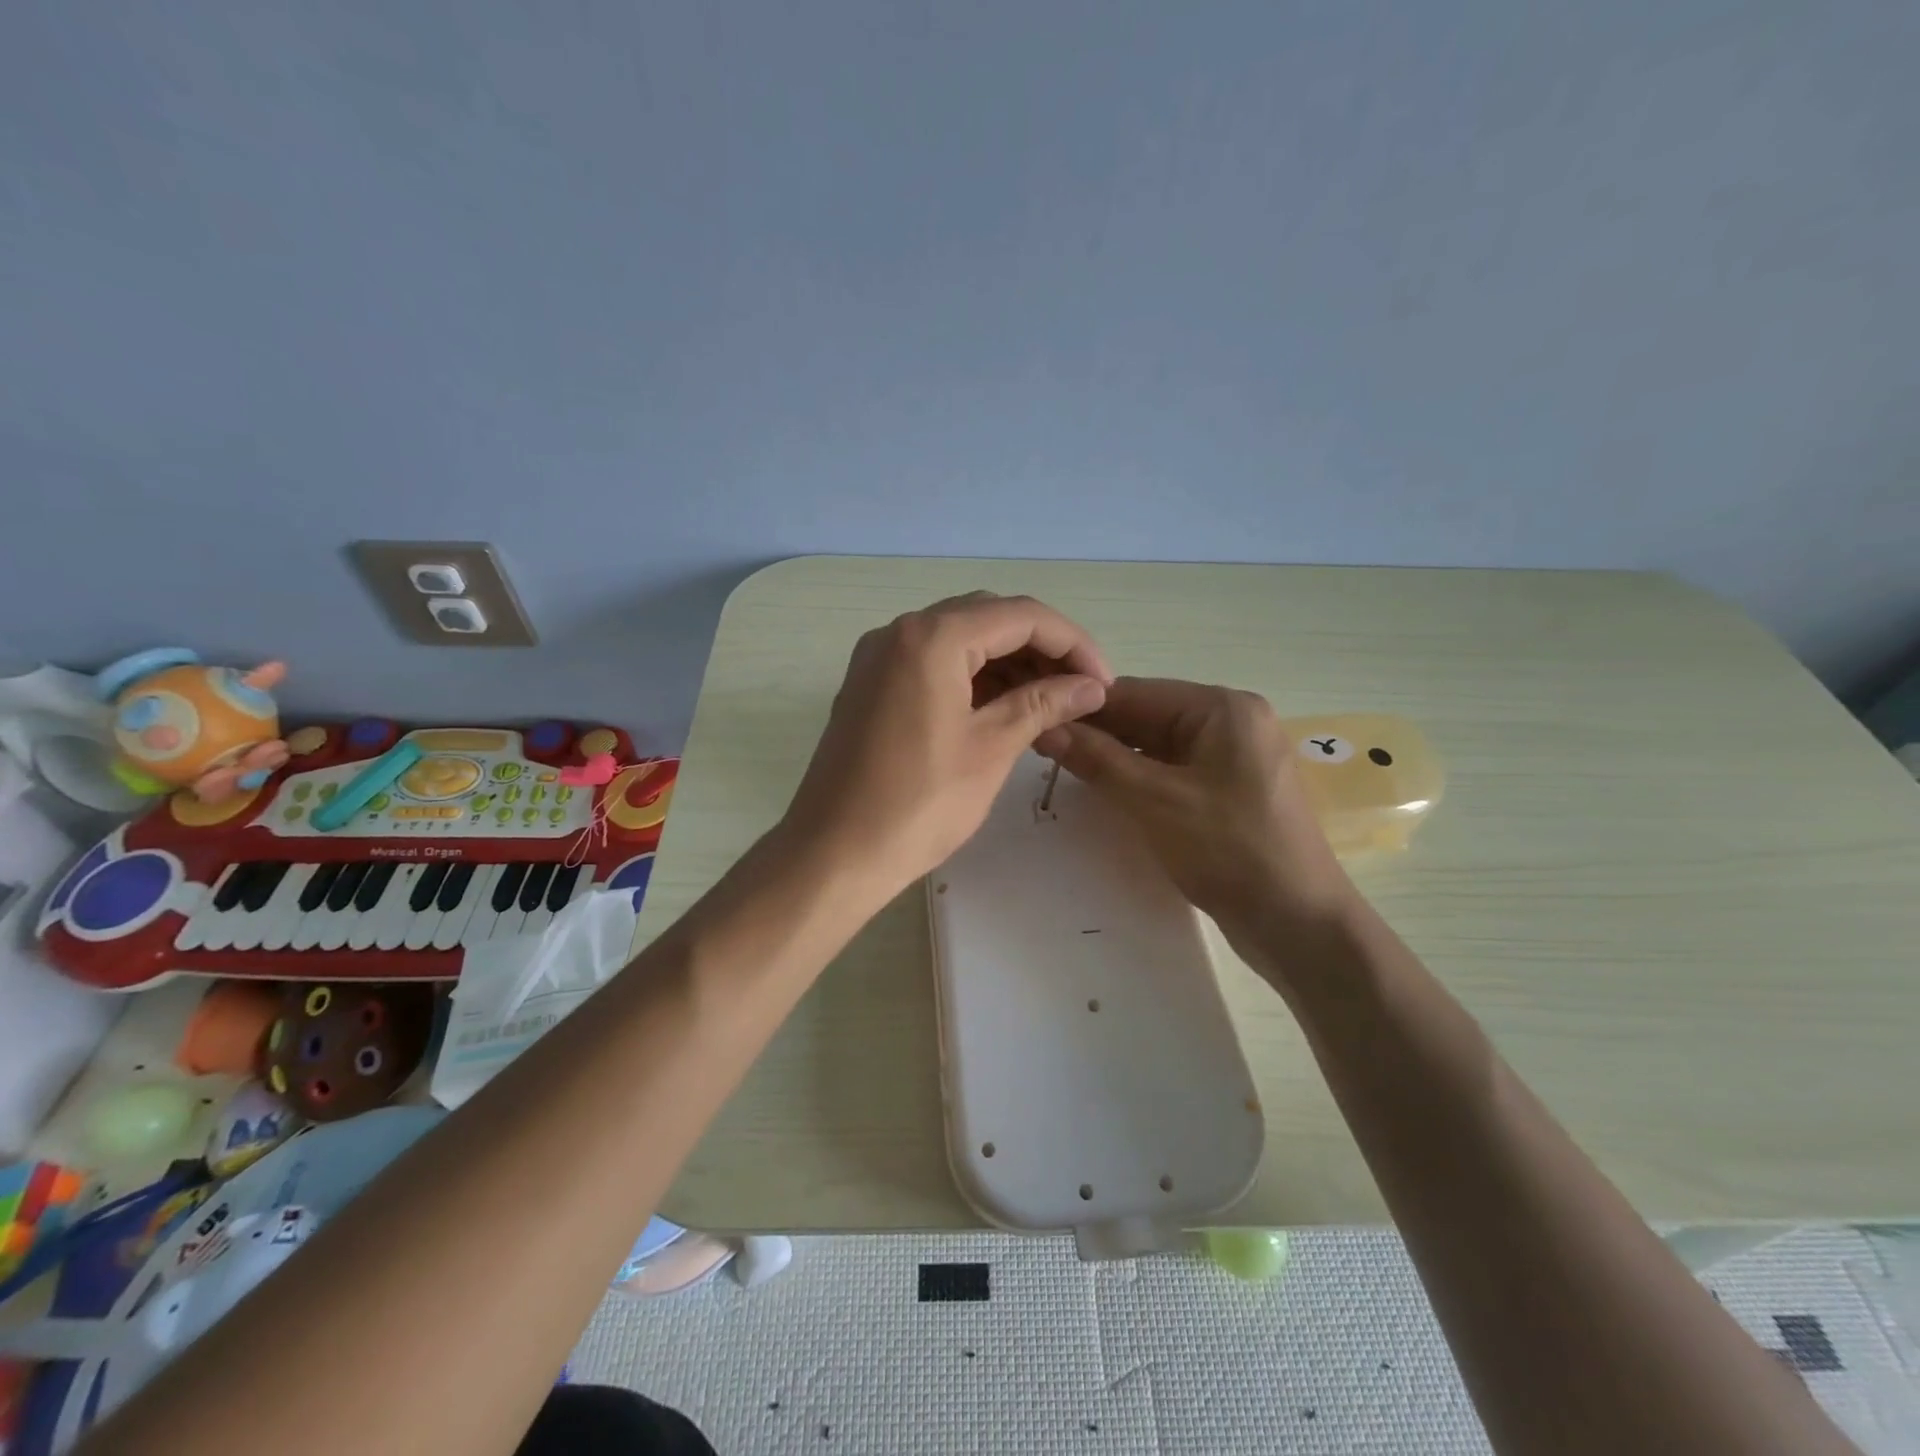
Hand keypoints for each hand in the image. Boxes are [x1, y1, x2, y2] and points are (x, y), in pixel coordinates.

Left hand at [783, 592, 1112, 898]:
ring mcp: (878, 658)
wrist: (833, 853)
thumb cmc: (919, 803)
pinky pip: (932, 664)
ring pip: (959, 641)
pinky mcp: (870, 686)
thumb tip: (1090, 686)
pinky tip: (1003, 708)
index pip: (1020, 616)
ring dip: (1007, 664)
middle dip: (1041, 649)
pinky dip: (972, 678)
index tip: (1103, 681)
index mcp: (931, 637)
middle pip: (988, 619)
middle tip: (1079, 691)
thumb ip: (1043, 704)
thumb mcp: (991, 748)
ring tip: (1049, 703)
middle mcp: (899, 632)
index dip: (1072, 643)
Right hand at [1035, 678, 1355, 948]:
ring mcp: (1235, 756)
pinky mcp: (1230, 788)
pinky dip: (1140, 777)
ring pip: (1158, 744)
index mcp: (1222, 708)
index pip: (1136, 692)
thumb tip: (1044, 727)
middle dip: (1098, 732)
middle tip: (1042, 750)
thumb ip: (1098, 759)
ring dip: (1115, 756)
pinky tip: (1106, 789)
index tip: (1035, 721)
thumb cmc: (1229, 850)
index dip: (1082, 707)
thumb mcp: (1154, 800)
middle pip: (1147, 715)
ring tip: (1065, 769)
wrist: (1298, 924)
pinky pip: (1174, 769)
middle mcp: (1232, 720)